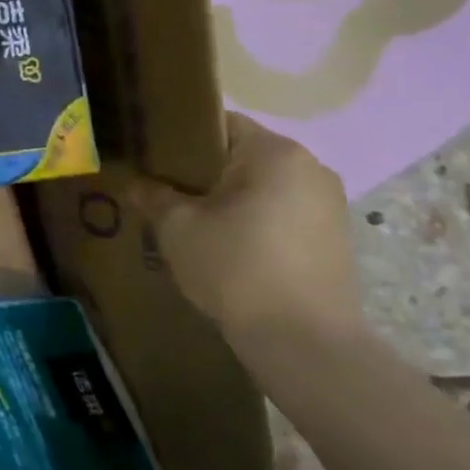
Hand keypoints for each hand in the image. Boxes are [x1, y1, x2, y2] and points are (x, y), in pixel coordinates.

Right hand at [122, 113, 362, 351]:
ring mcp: (329, 205)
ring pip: (263, 187)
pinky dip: (254, 223)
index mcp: (275, 152)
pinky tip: (228, 250)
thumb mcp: (177, 228)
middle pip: (242, 155)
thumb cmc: (237, 269)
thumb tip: (133, 183)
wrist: (305, 346)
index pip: (218, 123)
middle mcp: (311, 168)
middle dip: (203, 172)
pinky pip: (282, 214)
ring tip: (193, 225)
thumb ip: (152, 196)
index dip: (179, 138)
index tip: (151, 159)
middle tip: (164, 193)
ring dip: (229, 200)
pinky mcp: (335, 240)